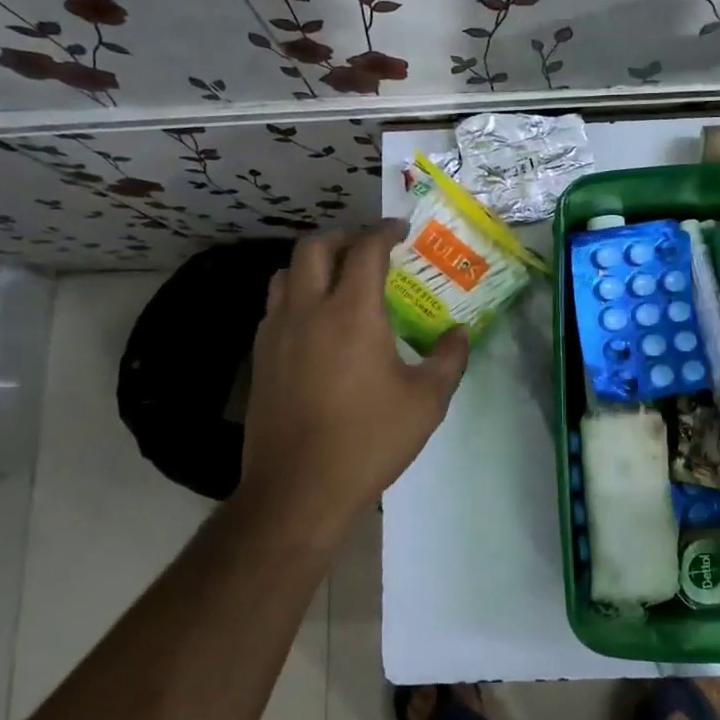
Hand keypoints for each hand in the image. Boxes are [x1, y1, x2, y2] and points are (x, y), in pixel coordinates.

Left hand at [237, 222, 469, 528]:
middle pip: (315, 247)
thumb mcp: (427, 402)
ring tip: (338, 280)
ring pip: (286, 273)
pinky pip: (275, 306)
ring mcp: (277, 332)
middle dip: (344, 237)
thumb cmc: (369, 440)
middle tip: (368, 249)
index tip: (400, 231)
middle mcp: (308, 309)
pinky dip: (296, 295)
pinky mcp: (260, 357)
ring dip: (313, 264)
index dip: (384, 231)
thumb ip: (449, 359)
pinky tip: (315, 323)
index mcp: (352, 312)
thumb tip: (459, 333)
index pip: (365, 249)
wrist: (299, 489)